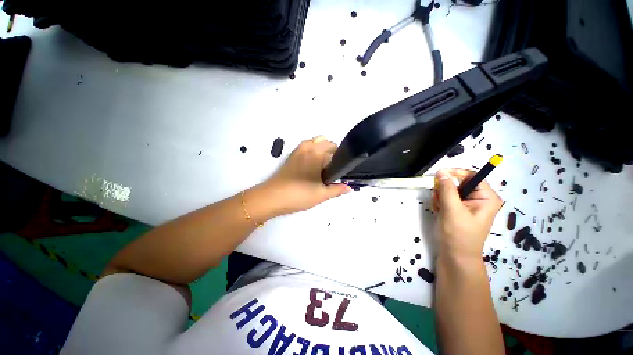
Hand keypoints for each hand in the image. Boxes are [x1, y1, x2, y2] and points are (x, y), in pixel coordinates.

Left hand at [262, 136, 350, 214]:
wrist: (273, 197)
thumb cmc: (300, 194)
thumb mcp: (322, 194)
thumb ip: (338, 189)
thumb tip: (349, 188)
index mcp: (317, 153)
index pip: (335, 148)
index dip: (339, 160)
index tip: (338, 171)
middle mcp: (308, 146)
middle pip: (326, 142)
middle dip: (331, 153)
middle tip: (329, 171)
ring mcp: (298, 149)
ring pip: (315, 142)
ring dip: (321, 150)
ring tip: (320, 168)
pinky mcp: (291, 155)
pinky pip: (306, 147)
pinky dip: (312, 152)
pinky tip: (310, 168)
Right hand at [432, 169, 502, 259]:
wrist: (455, 256)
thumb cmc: (458, 234)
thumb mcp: (452, 210)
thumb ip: (447, 189)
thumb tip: (441, 171)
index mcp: (487, 197)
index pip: (472, 175)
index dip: (455, 173)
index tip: (438, 175)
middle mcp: (480, 198)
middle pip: (459, 182)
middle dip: (445, 189)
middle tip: (438, 200)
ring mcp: (469, 204)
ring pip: (450, 189)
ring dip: (441, 197)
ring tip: (439, 209)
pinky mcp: (460, 209)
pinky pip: (447, 197)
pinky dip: (440, 202)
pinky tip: (439, 212)